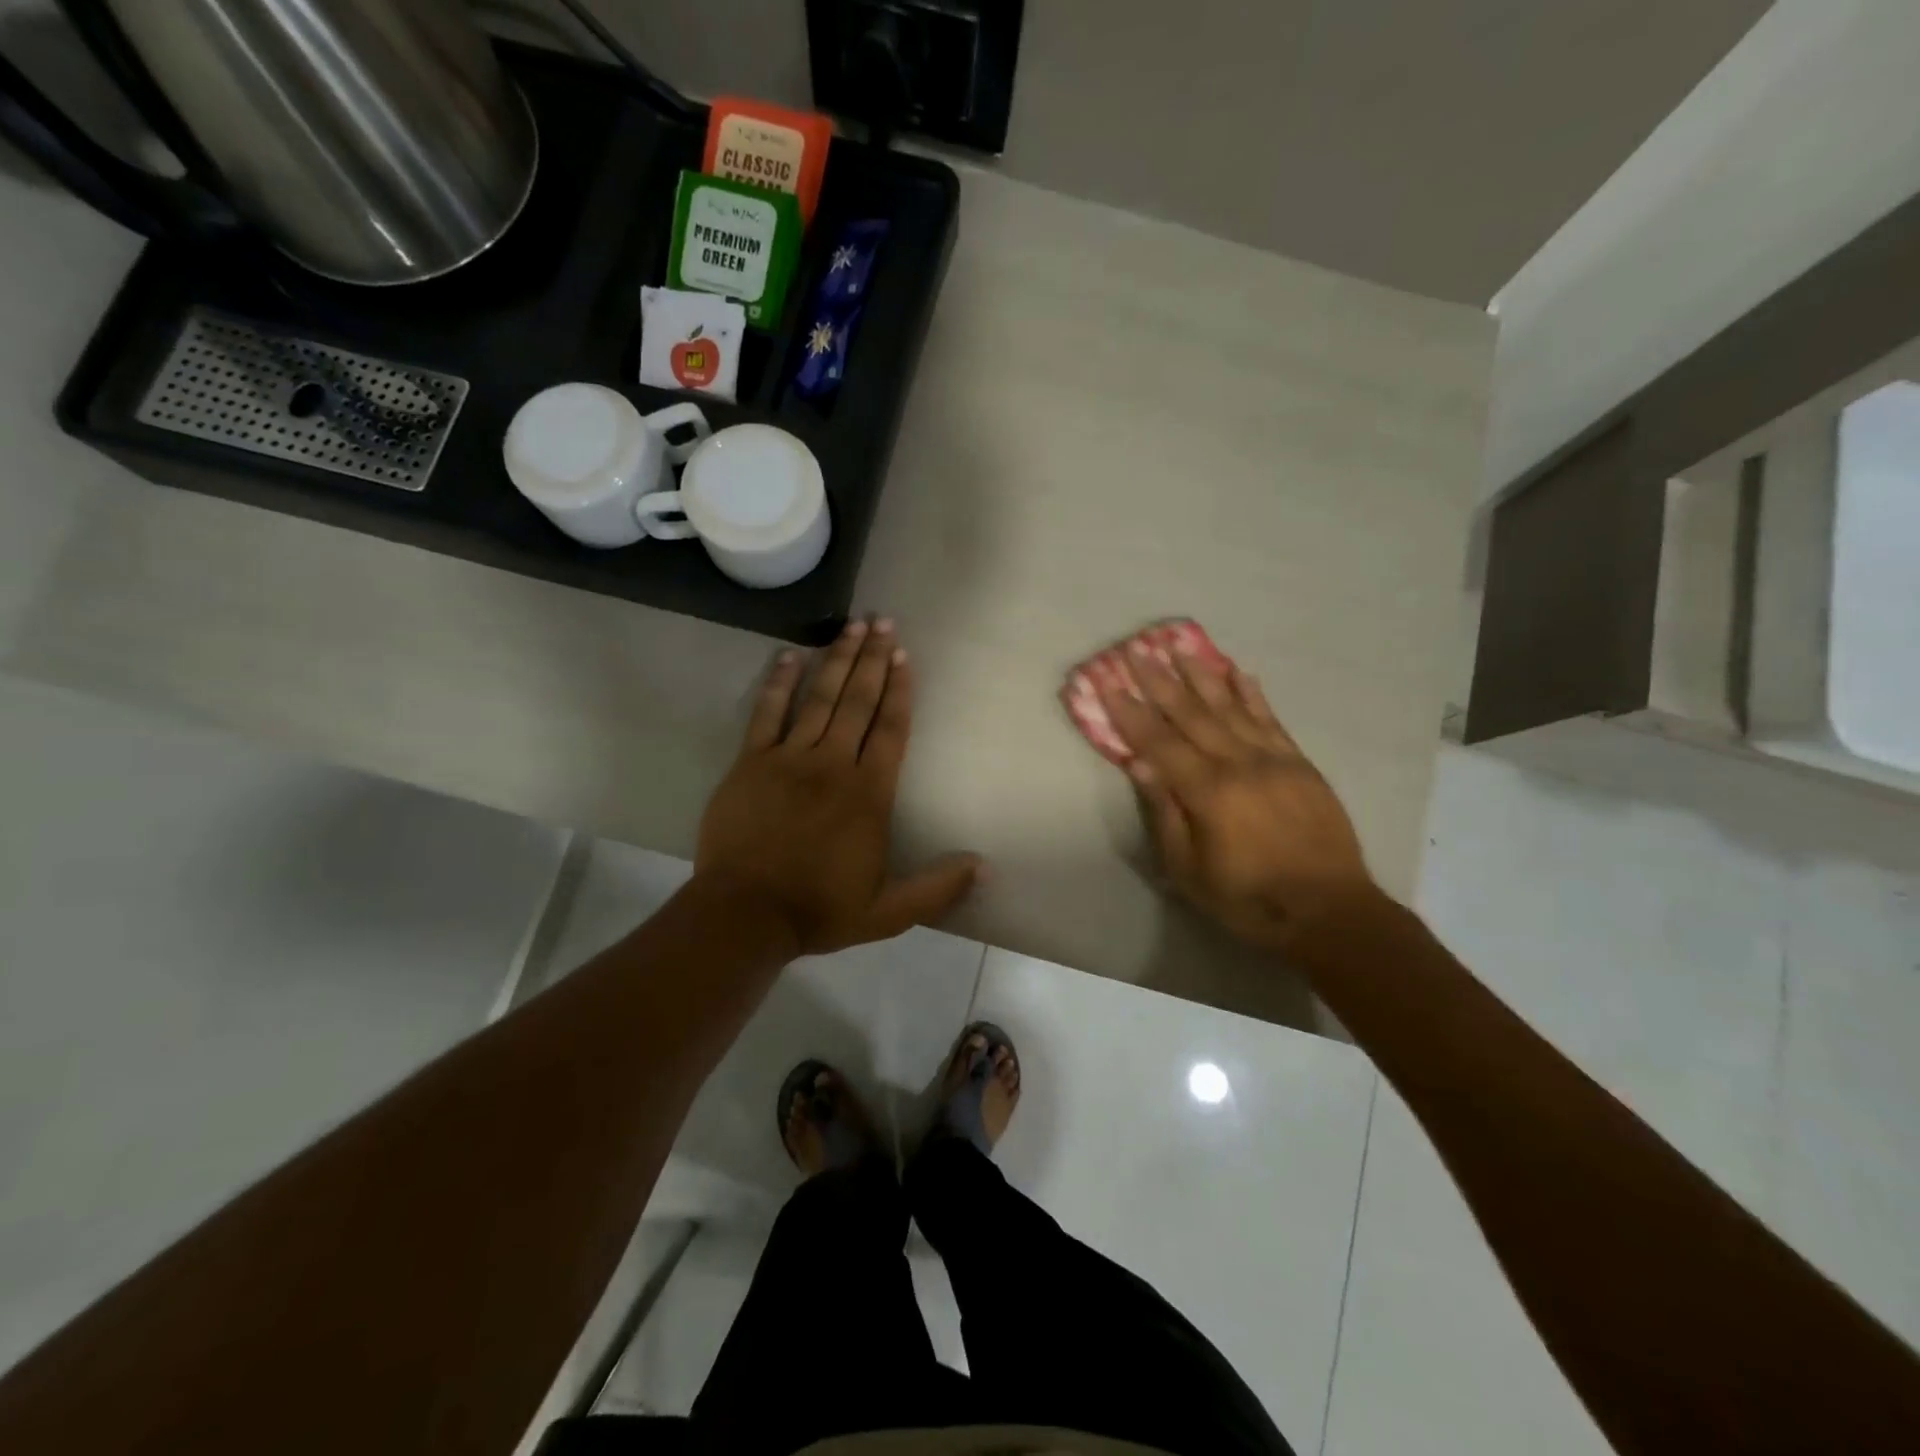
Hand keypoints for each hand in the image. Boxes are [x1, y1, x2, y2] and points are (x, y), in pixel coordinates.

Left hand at [695, 617, 981, 954]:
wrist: (746, 915)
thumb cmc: (819, 910)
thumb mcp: (889, 912)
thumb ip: (937, 888)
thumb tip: (983, 866)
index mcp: (869, 794)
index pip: (891, 729)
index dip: (900, 690)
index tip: (905, 655)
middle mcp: (833, 764)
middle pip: (858, 702)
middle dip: (873, 659)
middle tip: (883, 621)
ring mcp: (789, 759)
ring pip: (820, 699)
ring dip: (837, 659)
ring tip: (852, 625)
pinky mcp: (751, 762)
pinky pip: (767, 713)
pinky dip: (780, 682)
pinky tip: (791, 654)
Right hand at [1096, 639, 1377, 950]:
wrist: (1330, 911)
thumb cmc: (1249, 900)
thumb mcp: (1190, 870)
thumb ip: (1165, 813)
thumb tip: (1139, 763)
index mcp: (1207, 792)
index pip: (1158, 741)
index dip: (1129, 711)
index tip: (1107, 681)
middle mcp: (1238, 764)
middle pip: (1190, 714)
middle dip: (1159, 681)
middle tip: (1136, 649)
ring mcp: (1273, 759)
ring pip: (1230, 707)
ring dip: (1202, 675)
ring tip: (1180, 646)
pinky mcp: (1300, 764)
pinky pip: (1271, 720)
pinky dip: (1252, 695)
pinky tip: (1238, 673)